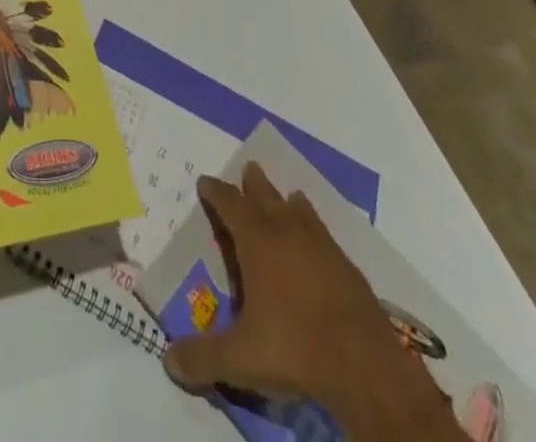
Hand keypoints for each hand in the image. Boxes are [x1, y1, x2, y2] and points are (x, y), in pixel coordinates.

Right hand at [163, 164, 453, 439]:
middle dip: (254, 183)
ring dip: (288, 201)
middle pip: (267, 195)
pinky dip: (315, 229)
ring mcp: (322, 247)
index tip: (205, 181)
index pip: (230, 203)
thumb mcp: (240, 359)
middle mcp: (287, 232)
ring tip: (288, 197)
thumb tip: (168, 361)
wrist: (366, 367)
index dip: (215, 191)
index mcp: (257, 241)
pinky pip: (325, 235)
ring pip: (300, 210)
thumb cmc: (295, 349)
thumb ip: (203, 357)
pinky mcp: (348, 268)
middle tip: (249, 169)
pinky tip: (318, 242)